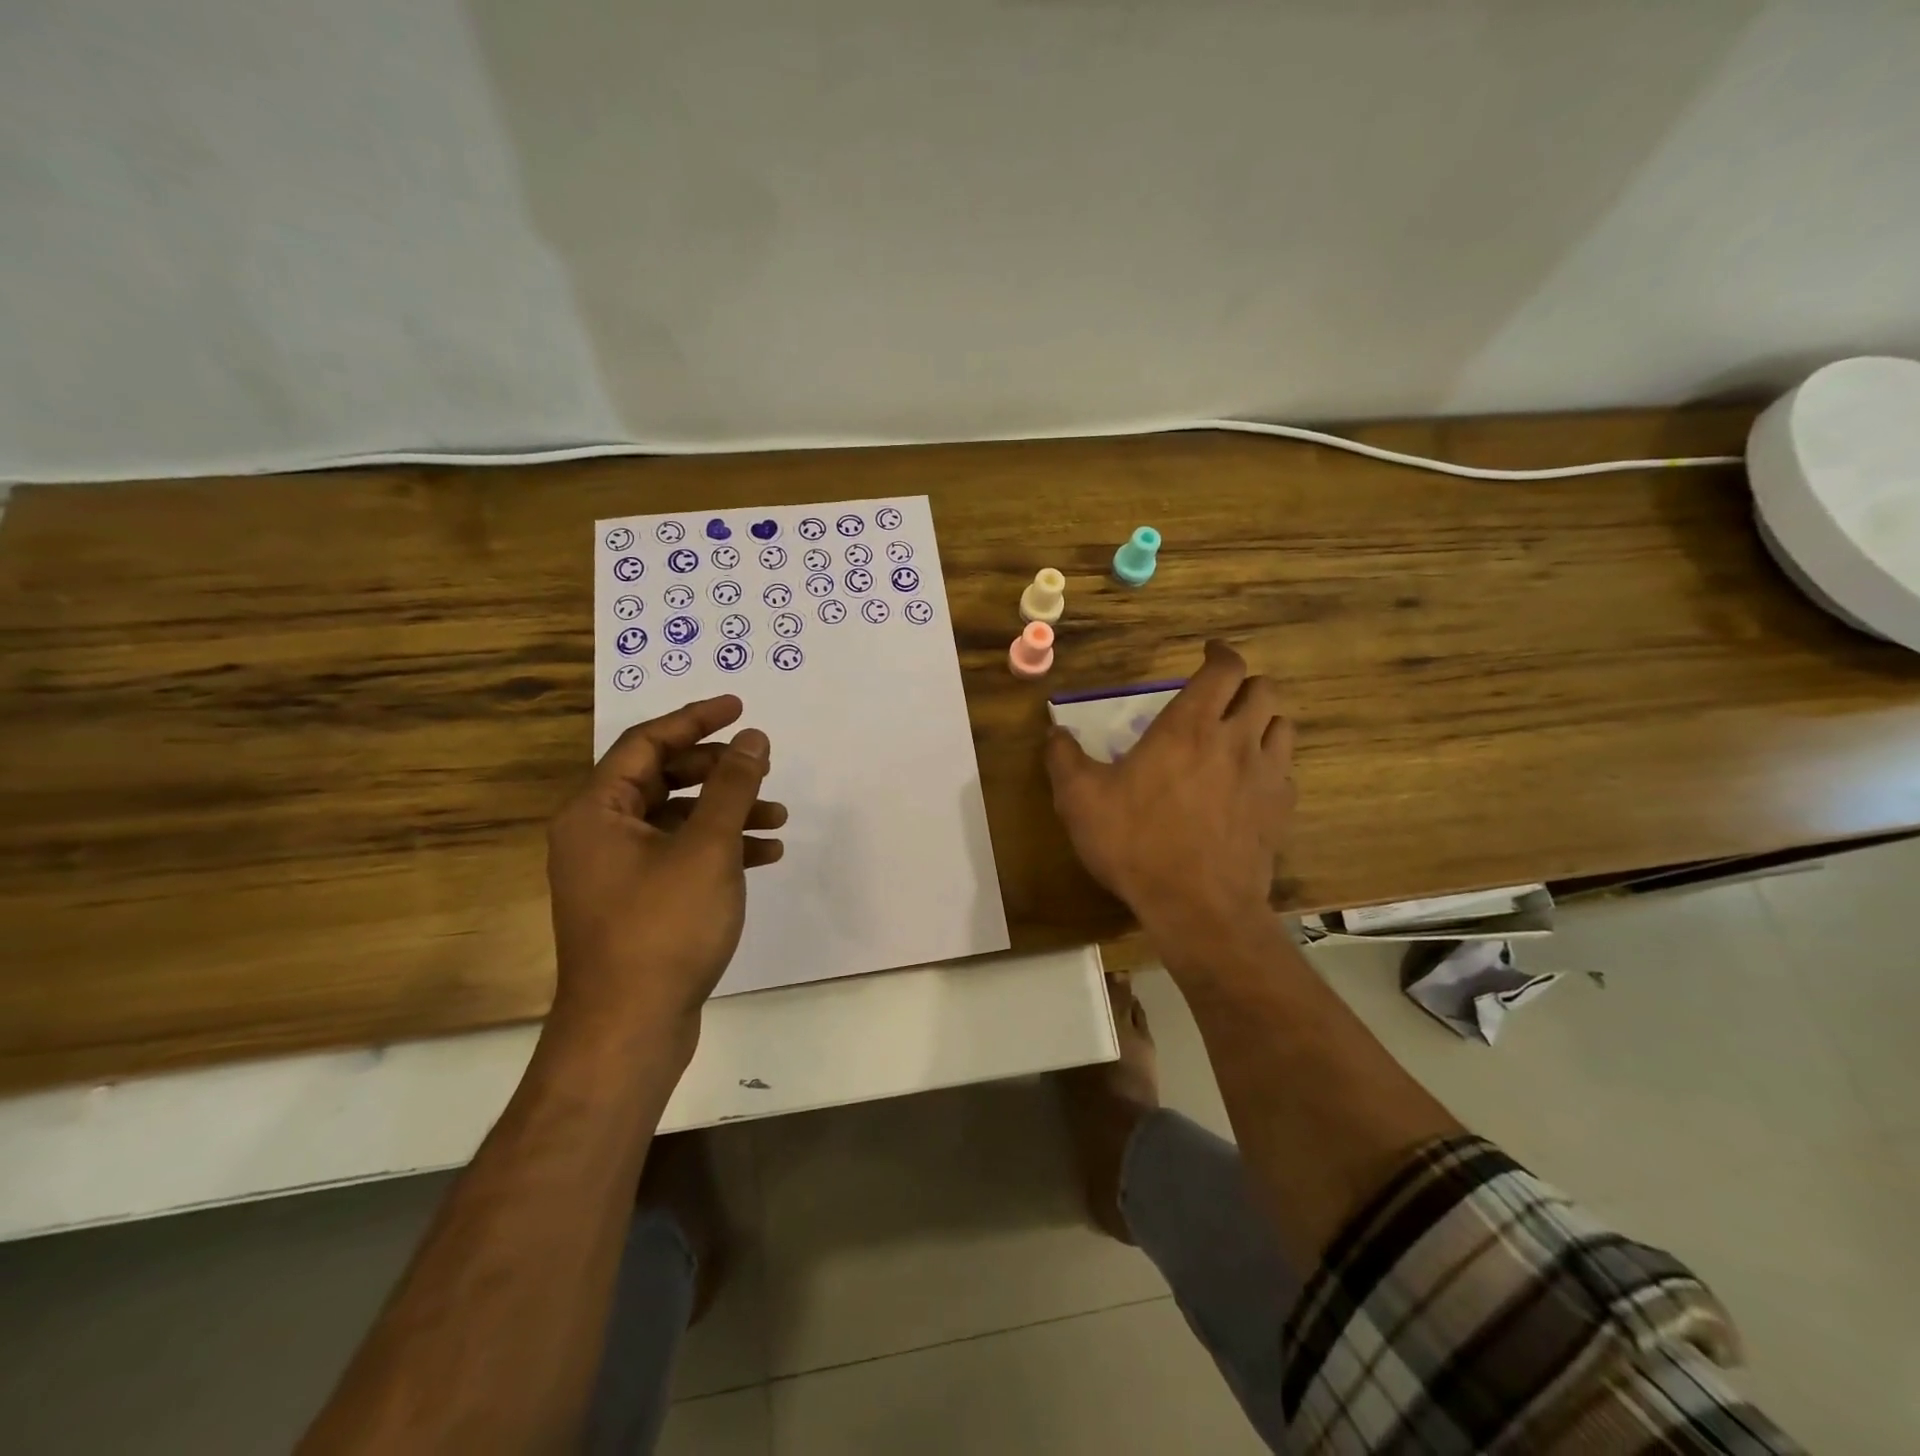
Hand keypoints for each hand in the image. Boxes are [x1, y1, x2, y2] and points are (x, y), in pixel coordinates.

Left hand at [546, 695, 785, 1043]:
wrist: (629, 1030)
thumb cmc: (664, 927)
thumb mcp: (707, 847)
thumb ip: (733, 786)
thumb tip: (753, 738)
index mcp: (597, 811)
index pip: (647, 742)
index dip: (696, 719)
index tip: (740, 706)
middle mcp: (598, 834)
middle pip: (662, 778)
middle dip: (717, 770)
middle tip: (762, 766)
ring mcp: (616, 871)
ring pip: (676, 819)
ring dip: (726, 812)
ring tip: (777, 817)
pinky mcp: (637, 902)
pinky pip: (680, 855)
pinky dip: (720, 848)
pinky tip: (763, 855)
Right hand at [1046, 641, 1293, 945]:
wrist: (1198, 906)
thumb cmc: (1136, 843)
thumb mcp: (1080, 800)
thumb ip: (1064, 759)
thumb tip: (1054, 734)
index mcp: (1190, 726)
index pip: (1224, 669)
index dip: (1220, 653)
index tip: (1208, 652)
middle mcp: (1236, 740)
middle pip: (1264, 689)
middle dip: (1244, 683)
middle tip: (1221, 695)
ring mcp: (1266, 775)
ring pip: (1283, 725)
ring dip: (1263, 719)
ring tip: (1240, 732)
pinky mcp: (1280, 810)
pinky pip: (1286, 770)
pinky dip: (1270, 763)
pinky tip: (1249, 781)